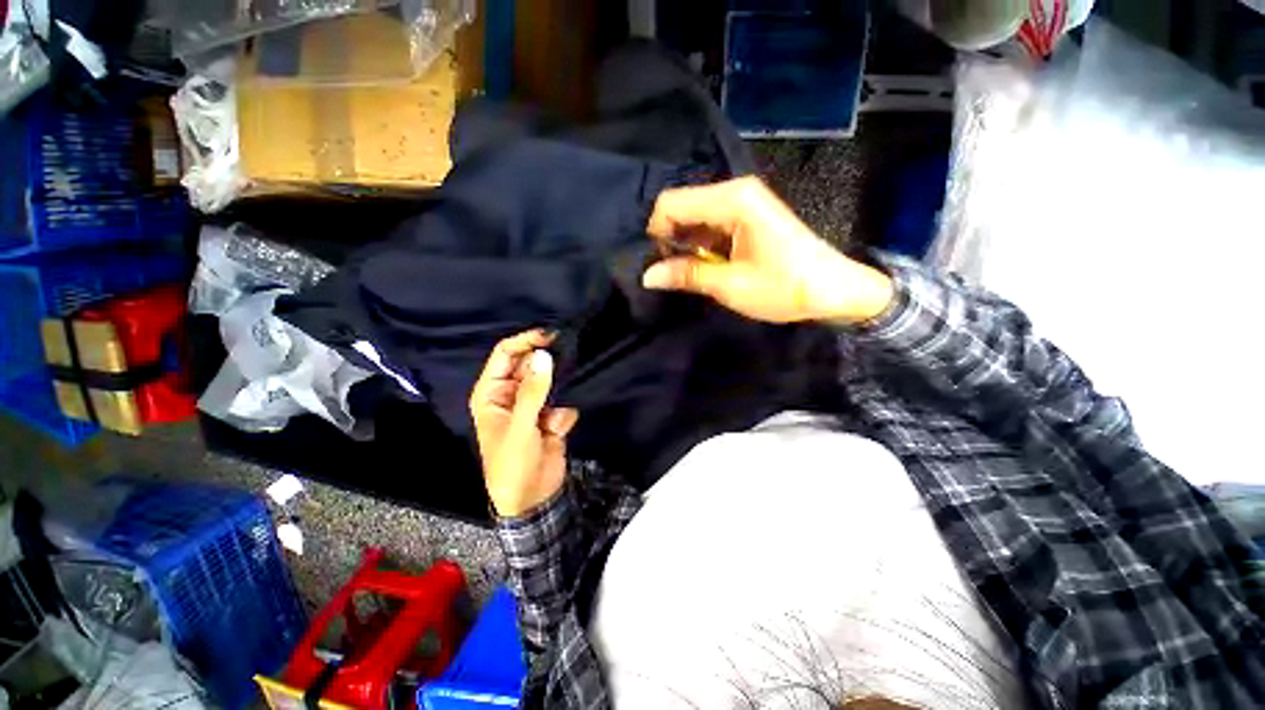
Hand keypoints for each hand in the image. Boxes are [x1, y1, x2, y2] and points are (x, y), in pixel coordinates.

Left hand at [469, 330, 578, 516]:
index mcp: (492, 392)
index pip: (506, 354)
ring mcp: (532, 405)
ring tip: (555, 411)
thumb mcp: (521, 427)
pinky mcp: (549, 416)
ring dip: (557, 393)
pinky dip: (563, 415)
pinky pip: (562, 402)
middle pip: (530, 365)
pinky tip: (557, 432)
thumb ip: (533, 391)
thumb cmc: (512, 464)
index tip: (551, 335)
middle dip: (547, 368)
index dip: (526, 341)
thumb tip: (544, 355)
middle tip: (567, 363)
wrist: (533, 498)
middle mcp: (511, 394)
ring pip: (550, 382)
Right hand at [643, 177, 894, 324]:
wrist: (834, 291)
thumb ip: (687, 275)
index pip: (671, 203)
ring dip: (685, 244)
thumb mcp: (730, 285)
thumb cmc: (784, 288)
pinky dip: (700, 245)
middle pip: (681, 206)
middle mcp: (735, 192)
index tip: (658, 264)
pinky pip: (710, 224)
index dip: (656, 232)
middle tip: (672, 272)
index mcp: (732, 200)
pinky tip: (706, 265)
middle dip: (669, 238)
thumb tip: (647, 276)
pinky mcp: (747, 216)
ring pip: (694, 216)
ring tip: (689, 273)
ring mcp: (743, 202)